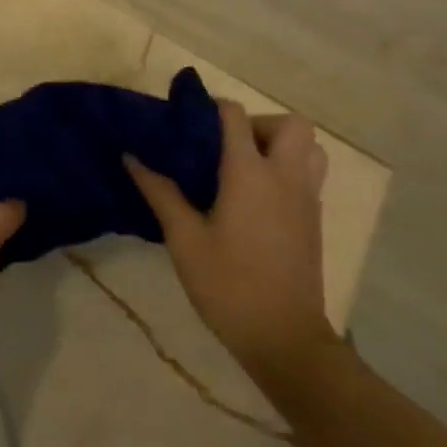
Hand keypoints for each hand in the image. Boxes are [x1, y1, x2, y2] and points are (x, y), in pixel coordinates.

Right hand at [126, 102, 338, 383]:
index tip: (186, 120)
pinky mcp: (315, 220)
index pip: (235, 117)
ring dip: (281, 146)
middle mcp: (285, 177)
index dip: (211, 109)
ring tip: (247, 168)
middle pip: (289, 124)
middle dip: (259, 124)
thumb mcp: (184, 238)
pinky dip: (288, 170)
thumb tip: (131, 156)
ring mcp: (306, 198)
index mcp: (250, 174)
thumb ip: (160, 192)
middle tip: (227, 148)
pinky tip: (257, 199)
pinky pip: (309, 175)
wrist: (283, 337)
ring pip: (310, 148)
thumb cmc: (228, 284)